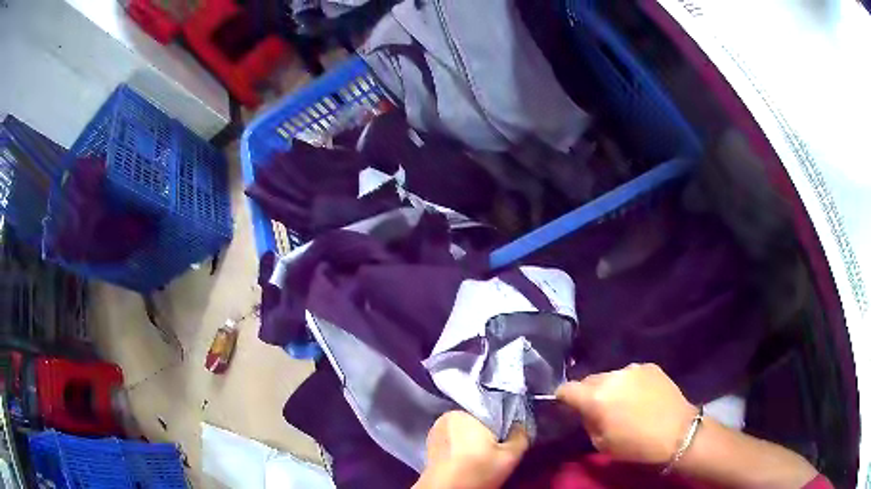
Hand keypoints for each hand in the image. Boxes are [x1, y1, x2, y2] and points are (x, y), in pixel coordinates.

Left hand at [414, 411, 528, 488]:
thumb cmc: (476, 471)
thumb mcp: (510, 456)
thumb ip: (521, 435)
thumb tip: (522, 424)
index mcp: (464, 412)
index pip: (492, 408)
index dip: (504, 420)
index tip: (510, 433)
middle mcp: (447, 416)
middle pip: (478, 419)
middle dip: (489, 430)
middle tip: (498, 446)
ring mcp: (436, 430)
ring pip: (464, 429)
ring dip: (474, 439)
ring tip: (484, 454)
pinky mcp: (430, 444)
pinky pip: (453, 439)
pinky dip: (461, 446)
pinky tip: (469, 459)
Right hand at [556, 363, 696, 464]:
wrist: (678, 432)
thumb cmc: (636, 445)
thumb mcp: (601, 443)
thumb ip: (588, 422)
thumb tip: (585, 411)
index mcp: (596, 397)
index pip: (566, 389)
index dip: (562, 398)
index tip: (564, 406)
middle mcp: (611, 377)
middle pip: (588, 380)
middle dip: (587, 392)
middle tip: (596, 408)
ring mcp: (632, 368)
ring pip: (610, 376)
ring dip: (609, 387)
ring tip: (621, 402)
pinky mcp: (650, 366)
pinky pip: (630, 374)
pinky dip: (628, 384)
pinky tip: (639, 396)